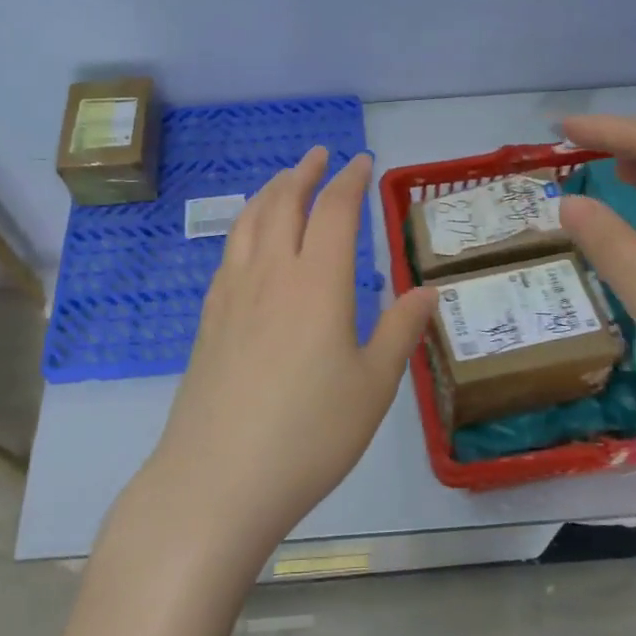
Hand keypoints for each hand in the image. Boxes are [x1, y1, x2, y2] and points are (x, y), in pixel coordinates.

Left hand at [145, 148, 436, 555]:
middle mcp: (271, 274)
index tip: (361, 162)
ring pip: (248, 222)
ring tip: (283, 182)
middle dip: (304, 173)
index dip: (349, 180)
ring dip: (269, 192)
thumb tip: (427, 290)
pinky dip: (244, 227)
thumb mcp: (373, 387)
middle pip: (283, 203)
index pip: (334, 211)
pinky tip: (250, 242)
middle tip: (319, 155)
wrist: (217, 480)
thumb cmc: (309, 435)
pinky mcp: (208, 320)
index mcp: (317, 283)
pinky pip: (228, 252)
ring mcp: (232, 295)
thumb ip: (400, 331)